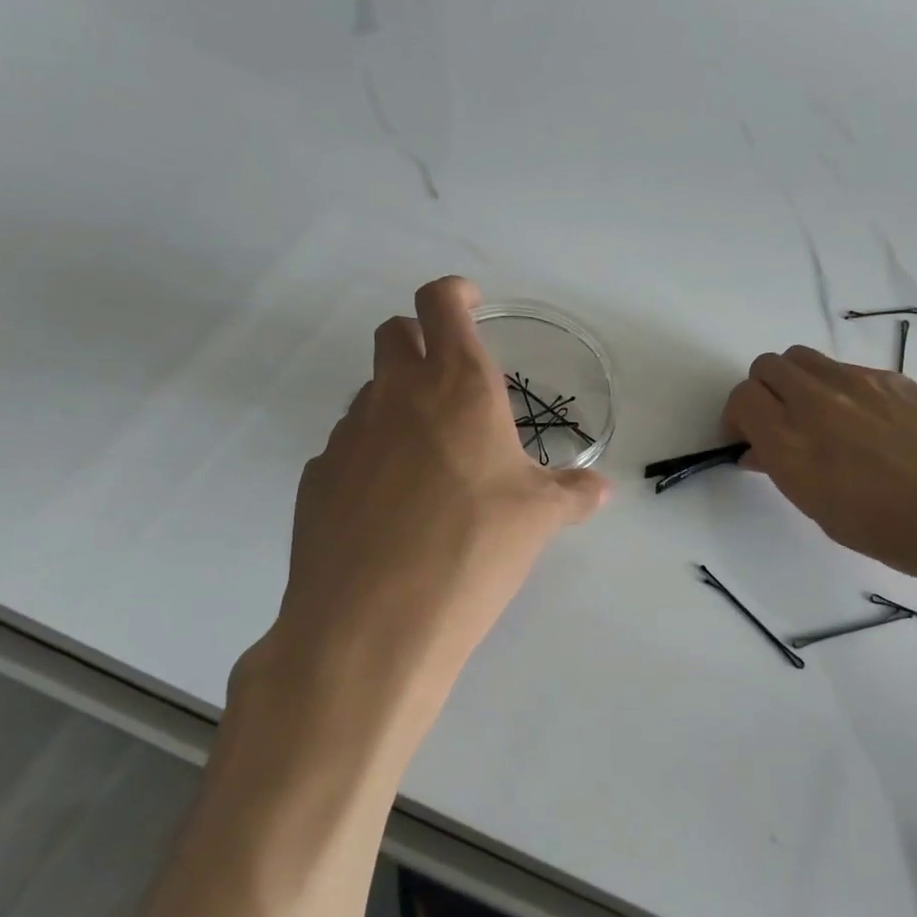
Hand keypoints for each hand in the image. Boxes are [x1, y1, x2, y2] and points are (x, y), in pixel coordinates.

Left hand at [231, 277, 609, 757]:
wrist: (373, 623)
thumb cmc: (473, 548)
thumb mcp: (538, 519)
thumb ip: (571, 494)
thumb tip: (600, 490)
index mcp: (457, 385)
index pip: (441, 303)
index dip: (455, 293)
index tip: (471, 303)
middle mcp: (396, 395)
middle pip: (393, 333)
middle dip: (420, 341)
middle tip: (452, 382)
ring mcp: (348, 434)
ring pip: (370, 393)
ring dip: (397, 403)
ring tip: (429, 458)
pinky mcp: (316, 477)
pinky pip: (348, 446)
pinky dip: (371, 454)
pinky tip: (391, 505)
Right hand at [722, 346, 916, 592]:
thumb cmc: (902, 534)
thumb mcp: (827, 514)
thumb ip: (787, 472)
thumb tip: (763, 450)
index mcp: (793, 446)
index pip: (743, 398)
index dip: (738, 417)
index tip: (749, 440)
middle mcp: (816, 403)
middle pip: (766, 367)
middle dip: (762, 393)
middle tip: (777, 426)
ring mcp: (856, 383)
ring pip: (801, 358)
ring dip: (795, 382)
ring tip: (817, 419)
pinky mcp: (890, 376)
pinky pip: (842, 368)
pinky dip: (834, 386)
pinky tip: (863, 422)